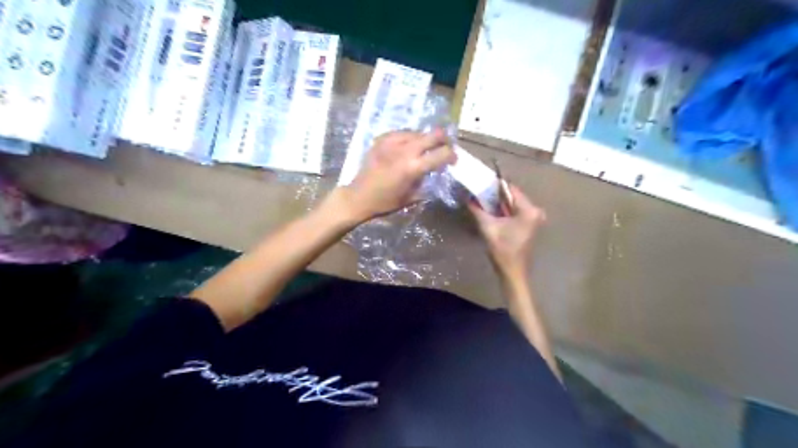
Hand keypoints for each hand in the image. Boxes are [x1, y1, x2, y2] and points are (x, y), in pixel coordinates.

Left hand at [342, 128, 454, 219]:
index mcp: (413, 167)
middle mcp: (405, 150)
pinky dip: (408, 138)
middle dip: (444, 140)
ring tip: (423, 149)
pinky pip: (401, 133)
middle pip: (434, 134)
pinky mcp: (381, 139)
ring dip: (425, 140)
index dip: (452, 155)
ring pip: (418, 132)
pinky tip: (406, 147)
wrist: (358, 196)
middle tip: (444, 147)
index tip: (453, 159)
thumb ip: (426, 182)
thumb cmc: (386, 202)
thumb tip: (435, 171)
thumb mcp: (411, 197)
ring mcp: (392, 142)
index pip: (442, 154)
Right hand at [469, 183, 549, 275]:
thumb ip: (477, 210)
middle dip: (496, 195)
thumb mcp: (487, 227)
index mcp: (528, 210)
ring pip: (513, 204)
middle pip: (512, 196)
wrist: (512, 271)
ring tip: (483, 202)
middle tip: (479, 193)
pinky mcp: (529, 225)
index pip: (510, 189)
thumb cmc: (502, 249)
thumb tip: (468, 197)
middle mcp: (535, 211)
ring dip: (499, 203)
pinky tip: (492, 212)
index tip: (481, 183)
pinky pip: (515, 212)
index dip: (495, 186)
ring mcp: (534, 218)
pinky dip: (504, 211)